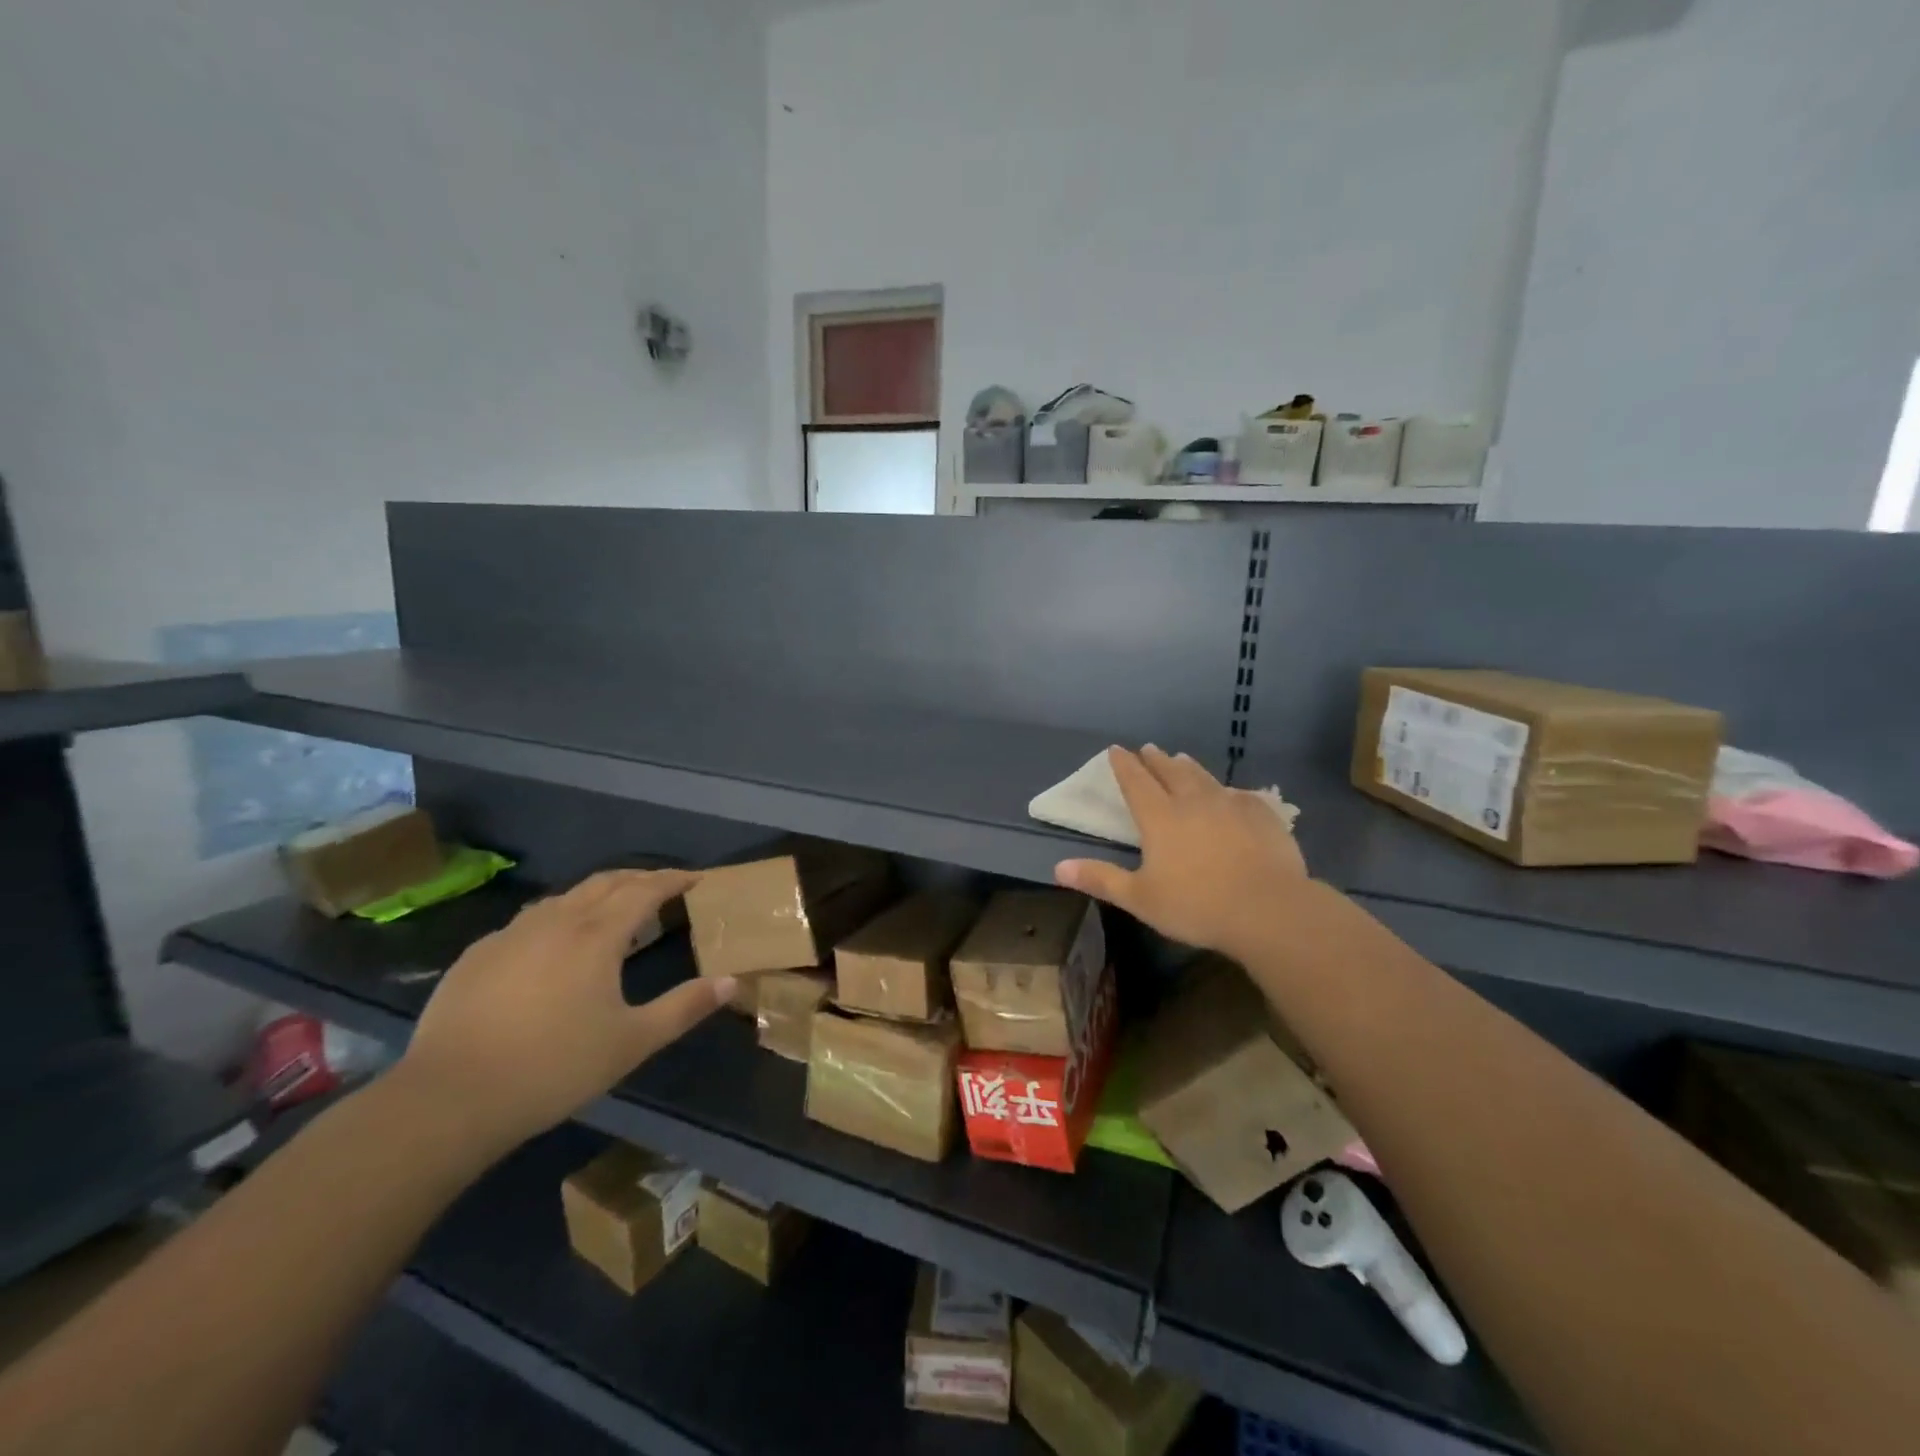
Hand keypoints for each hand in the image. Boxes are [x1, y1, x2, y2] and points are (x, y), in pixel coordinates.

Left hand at [395, 870, 731, 1155]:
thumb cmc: (554, 1067)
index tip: (695, 878)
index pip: (645, 889)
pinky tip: (551, 948)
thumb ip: (685, 1007)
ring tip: (611, 913)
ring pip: (564, 897)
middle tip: (661, 888)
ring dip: (596, 895)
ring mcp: (510, 935)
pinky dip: (556, 919)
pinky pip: (529, 922)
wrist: (449, 1099)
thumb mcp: (632, 1042)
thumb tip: (731, 981)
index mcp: (597, 935)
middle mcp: (555, 921)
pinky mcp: (477, 956)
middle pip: (605, 882)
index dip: (673, 879)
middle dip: (638, 878)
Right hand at [1056, 745, 1308, 960]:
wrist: (1269, 909)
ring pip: (1204, 777)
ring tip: (1181, 759)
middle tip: (1148, 748)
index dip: (1124, 765)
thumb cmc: (1197, 905)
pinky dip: (1227, 790)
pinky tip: (1231, 794)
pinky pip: (1240, 794)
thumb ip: (1101, 879)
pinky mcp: (1262, 815)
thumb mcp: (1140, 898)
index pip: (1136, 782)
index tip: (1116, 749)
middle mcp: (1193, 801)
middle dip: (1155, 759)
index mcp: (1160, 817)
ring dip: (1188, 767)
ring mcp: (1230, 804)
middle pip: (1170, 772)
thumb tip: (1058, 867)